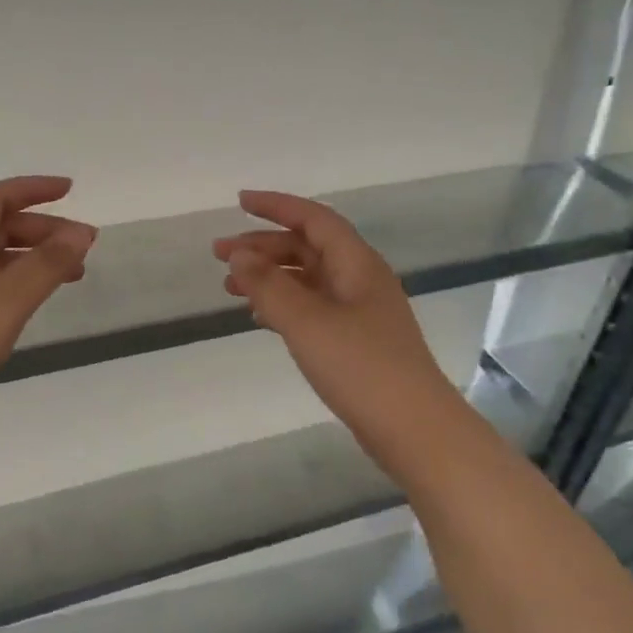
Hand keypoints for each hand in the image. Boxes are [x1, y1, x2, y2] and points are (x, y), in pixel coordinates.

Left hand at [0, 176, 96, 438]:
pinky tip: (37, 298)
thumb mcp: (4, 303)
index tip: (70, 190)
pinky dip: (20, 281)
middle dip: (42, 229)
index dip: (32, 189)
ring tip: (73, 273)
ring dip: (34, 256)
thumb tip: (81, 233)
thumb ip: (45, 266)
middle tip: (83, 245)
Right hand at [214, 190, 453, 470]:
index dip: (276, 206)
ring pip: (307, 279)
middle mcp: (360, 280)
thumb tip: (238, 256)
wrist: (413, 429)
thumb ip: (268, 285)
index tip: (239, 203)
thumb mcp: (306, 321)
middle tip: (219, 255)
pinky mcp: (355, 341)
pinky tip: (259, 318)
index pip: (313, 219)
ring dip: (269, 276)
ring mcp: (360, 312)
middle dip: (263, 246)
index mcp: (356, 264)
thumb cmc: (361, 367)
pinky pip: (312, 307)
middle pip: (307, 247)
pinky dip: (282, 305)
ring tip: (230, 288)